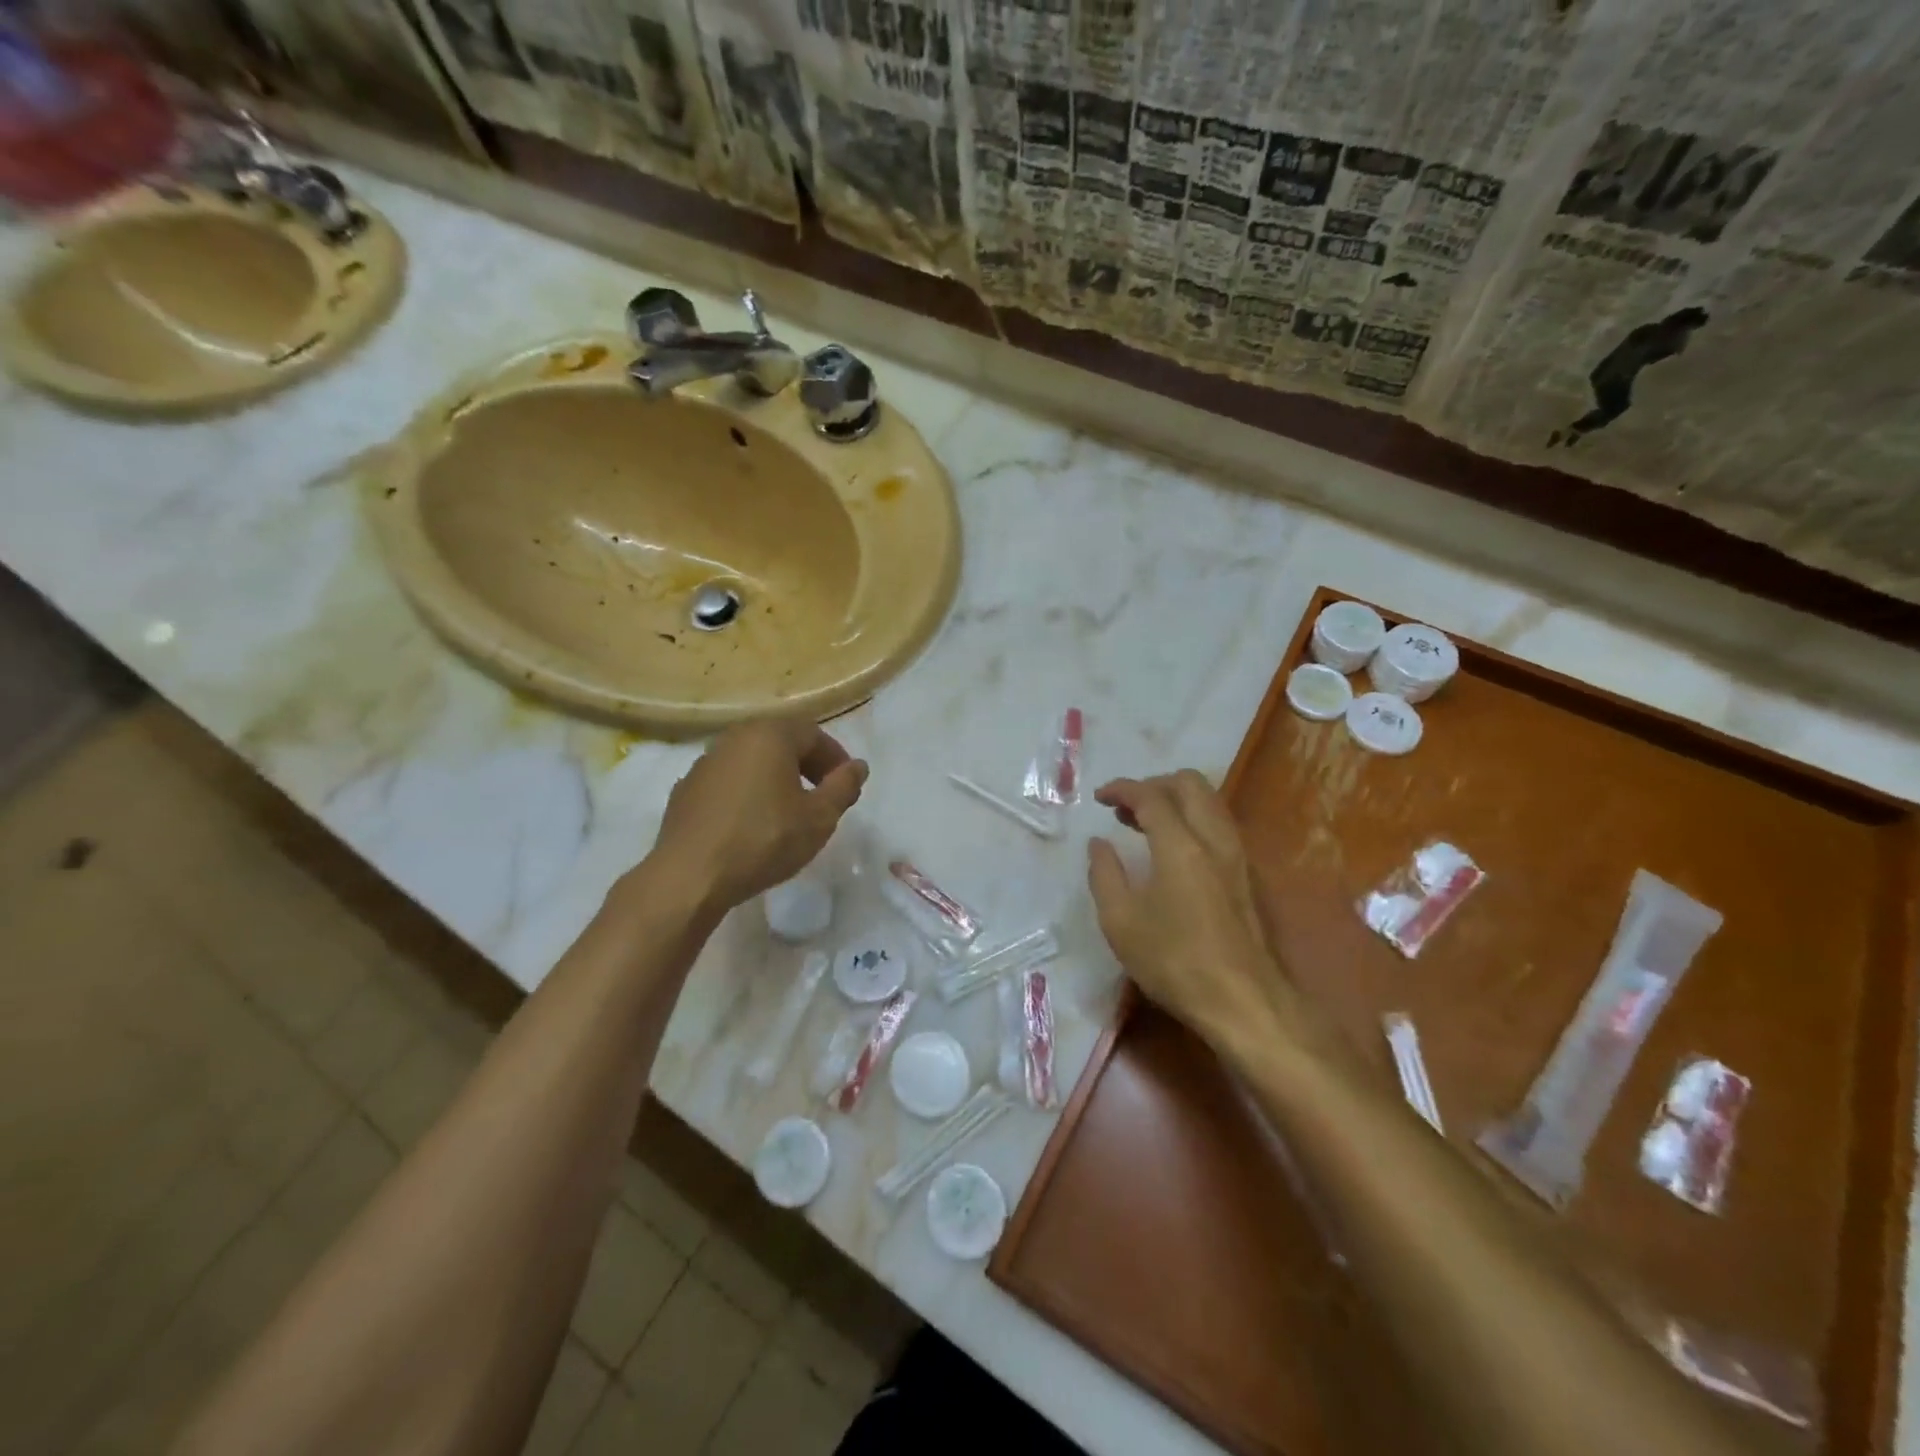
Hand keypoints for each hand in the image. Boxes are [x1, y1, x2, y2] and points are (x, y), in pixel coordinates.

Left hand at [651, 717, 867, 913]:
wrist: (690, 876)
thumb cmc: (764, 840)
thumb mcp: (819, 818)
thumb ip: (843, 787)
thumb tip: (858, 767)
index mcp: (769, 735)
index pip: (813, 733)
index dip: (835, 758)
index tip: (846, 786)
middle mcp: (735, 737)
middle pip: (781, 741)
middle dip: (807, 764)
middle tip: (823, 795)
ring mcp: (706, 762)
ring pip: (752, 760)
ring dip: (776, 777)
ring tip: (789, 811)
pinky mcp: (687, 788)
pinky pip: (729, 780)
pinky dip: (748, 792)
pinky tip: (753, 823)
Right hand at [1086, 771, 1292, 1056]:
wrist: (1245, 1003)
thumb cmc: (1175, 962)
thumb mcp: (1120, 922)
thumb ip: (1104, 874)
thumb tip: (1099, 844)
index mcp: (1180, 846)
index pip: (1151, 796)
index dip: (1122, 789)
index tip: (1100, 798)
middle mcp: (1214, 839)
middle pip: (1190, 784)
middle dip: (1154, 785)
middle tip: (1126, 807)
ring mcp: (1238, 856)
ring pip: (1210, 801)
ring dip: (1176, 800)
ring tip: (1145, 825)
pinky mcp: (1248, 875)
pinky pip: (1220, 825)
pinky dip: (1193, 819)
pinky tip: (1175, 849)